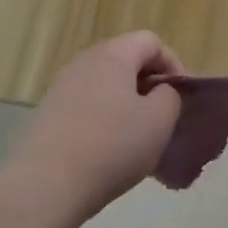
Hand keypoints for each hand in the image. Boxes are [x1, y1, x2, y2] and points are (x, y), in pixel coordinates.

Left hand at [5, 32, 184, 226]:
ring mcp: (61, 88)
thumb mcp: (159, 121)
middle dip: (149, 84)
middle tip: (162, 117)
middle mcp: (84, 62)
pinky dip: (104, 120)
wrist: (46, 185)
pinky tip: (108, 151)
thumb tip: (160, 91)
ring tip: (137, 138)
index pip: (151, 41)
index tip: (181, 97)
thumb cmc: (112, 146)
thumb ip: (170, 96)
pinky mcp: (47, 115)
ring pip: (105, 85)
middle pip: (125, 60)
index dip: (173, 64)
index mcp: (113, 55)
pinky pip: (86, 106)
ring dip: (126, 104)